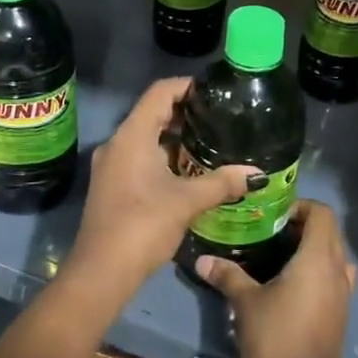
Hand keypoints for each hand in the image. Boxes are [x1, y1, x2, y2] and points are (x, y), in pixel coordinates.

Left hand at [63, 78, 258, 301]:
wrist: (101, 272)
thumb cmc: (144, 224)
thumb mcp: (188, 201)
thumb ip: (222, 183)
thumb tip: (256, 173)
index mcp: (132, 135)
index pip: (160, 92)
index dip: (186, 86)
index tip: (214, 91)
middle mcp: (117, 143)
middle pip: (152, 113)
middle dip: (184, 113)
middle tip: (218, 118)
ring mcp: (111, 165)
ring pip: (145, 138)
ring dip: (174, 138)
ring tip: (209, 144)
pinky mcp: (111, 186)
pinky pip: (139, 158)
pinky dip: (162, 157)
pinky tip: (187, 173)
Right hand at [197, 200, 354, 357]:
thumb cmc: (275, 337)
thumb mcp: (246, 303)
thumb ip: (227, 276)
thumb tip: (202, 260)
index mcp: (318, 258)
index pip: (322, 213)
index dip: (300, 206)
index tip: (274, 216)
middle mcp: (337, 270)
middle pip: (329, 232)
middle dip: (303, 226)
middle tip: (271, 234)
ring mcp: (344, 294)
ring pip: (334, 256)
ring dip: (313, 250)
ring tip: (281, 258)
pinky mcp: (341, 314)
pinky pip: (334, 279)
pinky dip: (318, 272)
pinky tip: (291, 287)